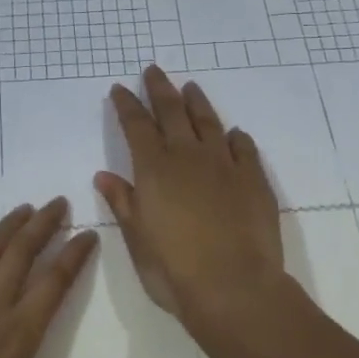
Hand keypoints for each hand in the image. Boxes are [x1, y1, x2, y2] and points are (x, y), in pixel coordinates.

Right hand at [96, 67, 287, 325]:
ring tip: (191, 88)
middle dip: (160, 88)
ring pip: (208, 122)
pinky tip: (233, 133)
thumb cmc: (174, 270)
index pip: (136, 125)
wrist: (234, 287)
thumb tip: (104, 175)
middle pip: (172, 111)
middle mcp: (188, 156)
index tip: (120, 88)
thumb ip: (123, 203)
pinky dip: (235, 137)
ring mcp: (225, 165)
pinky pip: (243, 148)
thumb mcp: (137, 240)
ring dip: (196, 102)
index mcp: (154, 169)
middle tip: (153, 70)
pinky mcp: (254, 179)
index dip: (127, 105)